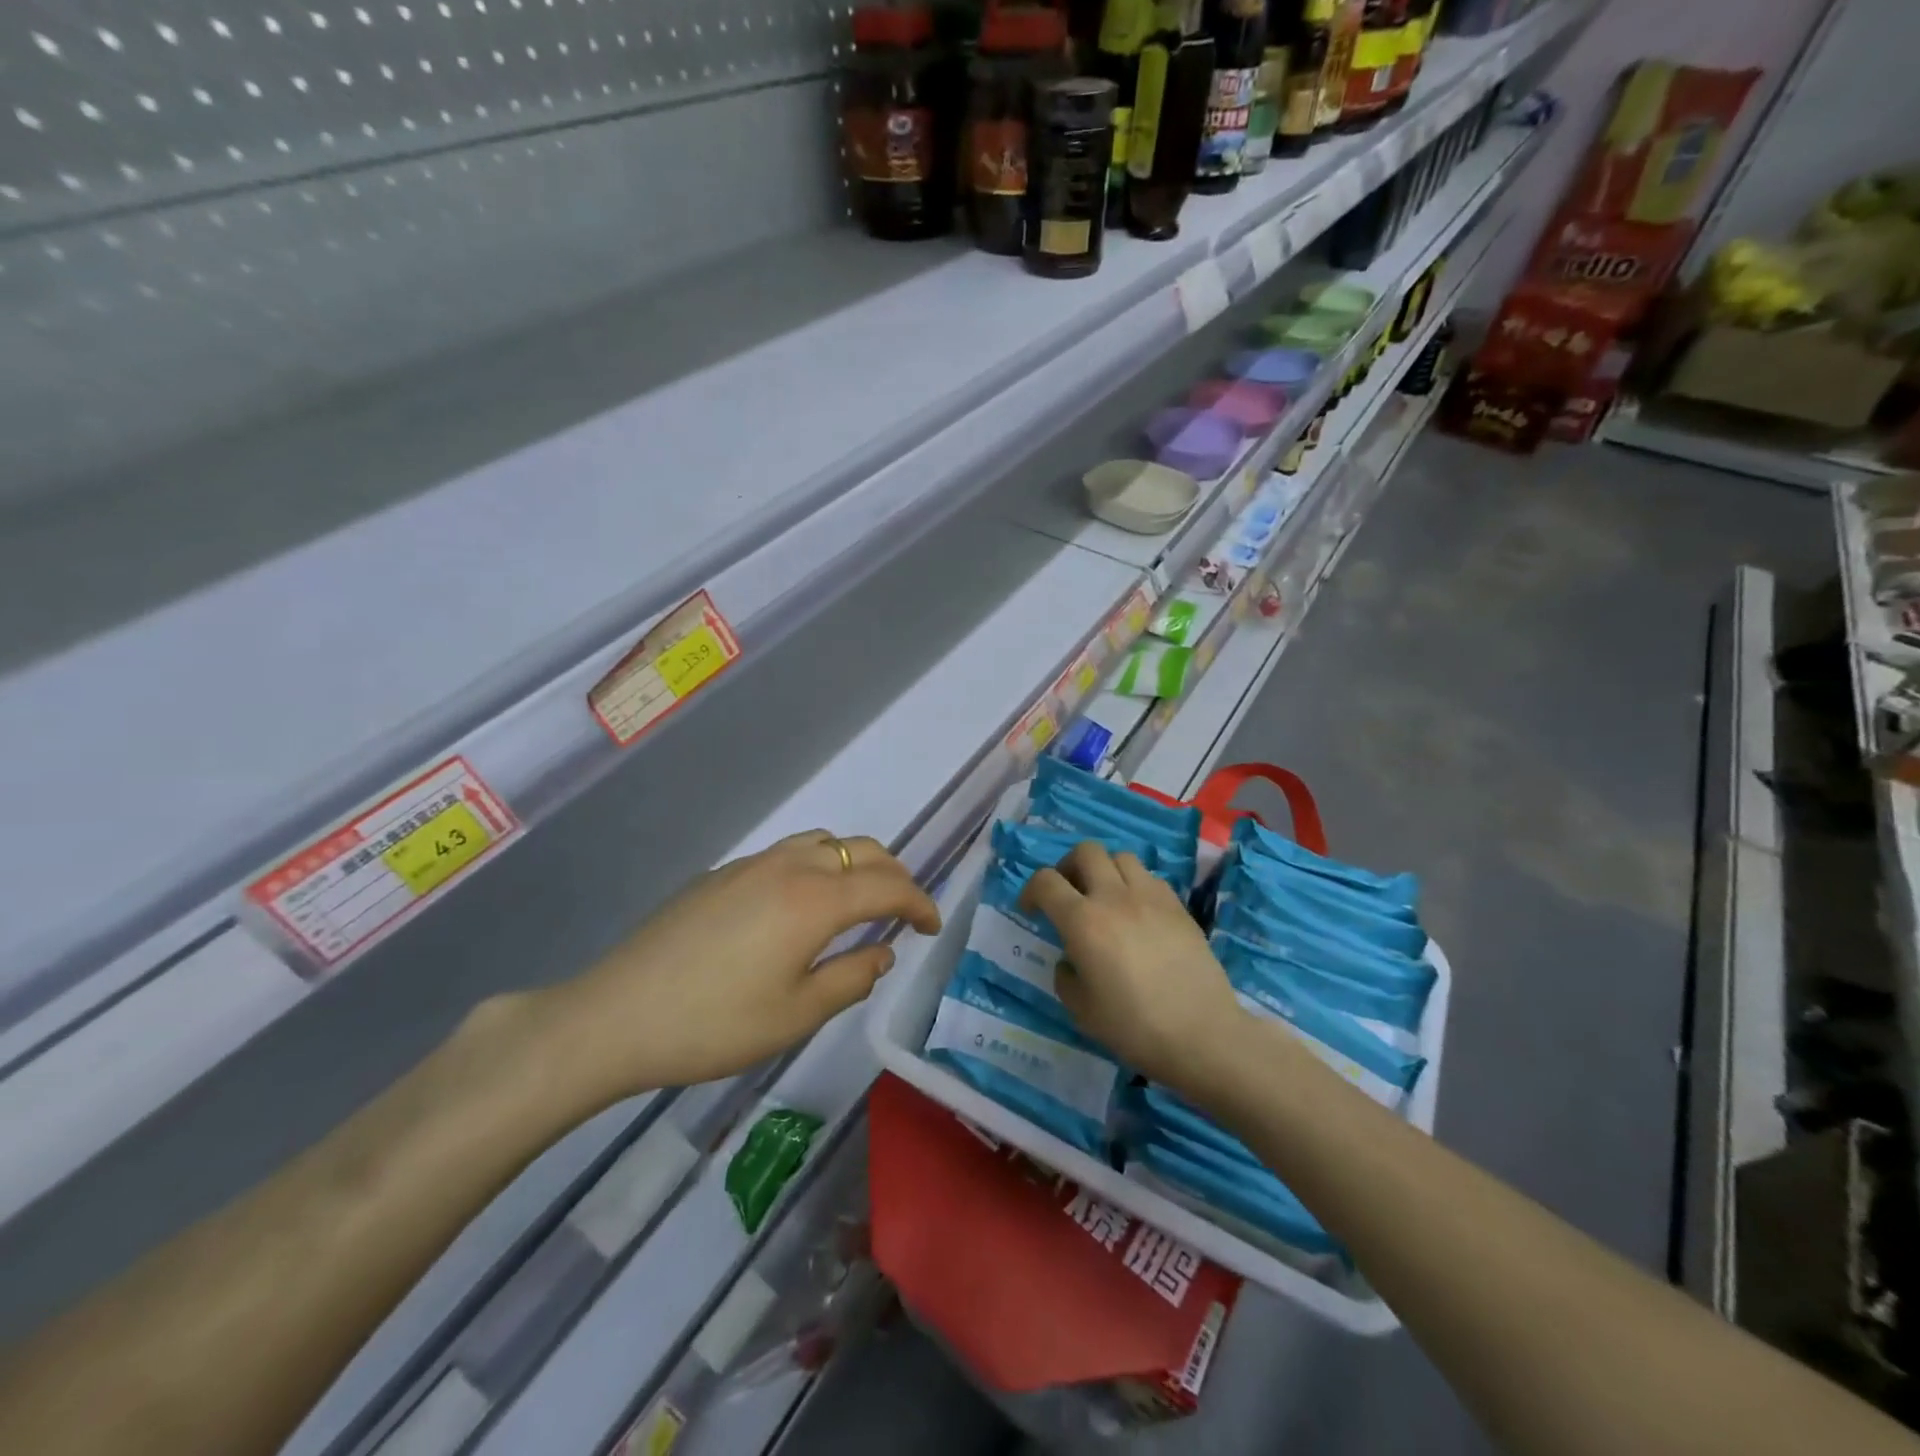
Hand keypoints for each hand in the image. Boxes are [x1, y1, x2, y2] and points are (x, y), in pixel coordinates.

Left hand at [549, 831, 940, 1099]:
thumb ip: (851, 978)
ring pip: (825, 842)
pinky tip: (803, 905)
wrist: (615, 1015)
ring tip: (861, 900)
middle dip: (894, 875)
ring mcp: (752, 864)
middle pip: (861, 850)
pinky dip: (820, 865)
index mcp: (815, 900)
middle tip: (904, 911)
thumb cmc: (713, 1025)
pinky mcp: (723, 873)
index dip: (919, 903)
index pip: (887, 886)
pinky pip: (790, 852)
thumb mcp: (796, 1015)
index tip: (932, 927)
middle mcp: (789, 867)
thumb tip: (883, 951)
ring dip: (856, 862)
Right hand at [1021, 841, 1243, 1090]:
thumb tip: (1071, 959)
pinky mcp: (1178, 905)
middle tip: (1068, 893)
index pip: (1046, 881)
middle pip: (1086, 851)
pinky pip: (1149, 877)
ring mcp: (1150, 896)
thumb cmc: (1134, 1027)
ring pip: (1121, 857)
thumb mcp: (1081, 1010)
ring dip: (1105, 870)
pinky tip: (1137, 912)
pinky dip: (1135, 885)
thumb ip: (1066, 976)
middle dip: (1069, 866)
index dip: (1031, 890)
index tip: (1031, 909)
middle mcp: (1114, 896)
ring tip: (1105, 898)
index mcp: (1083, 921)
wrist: (1202, 1034)